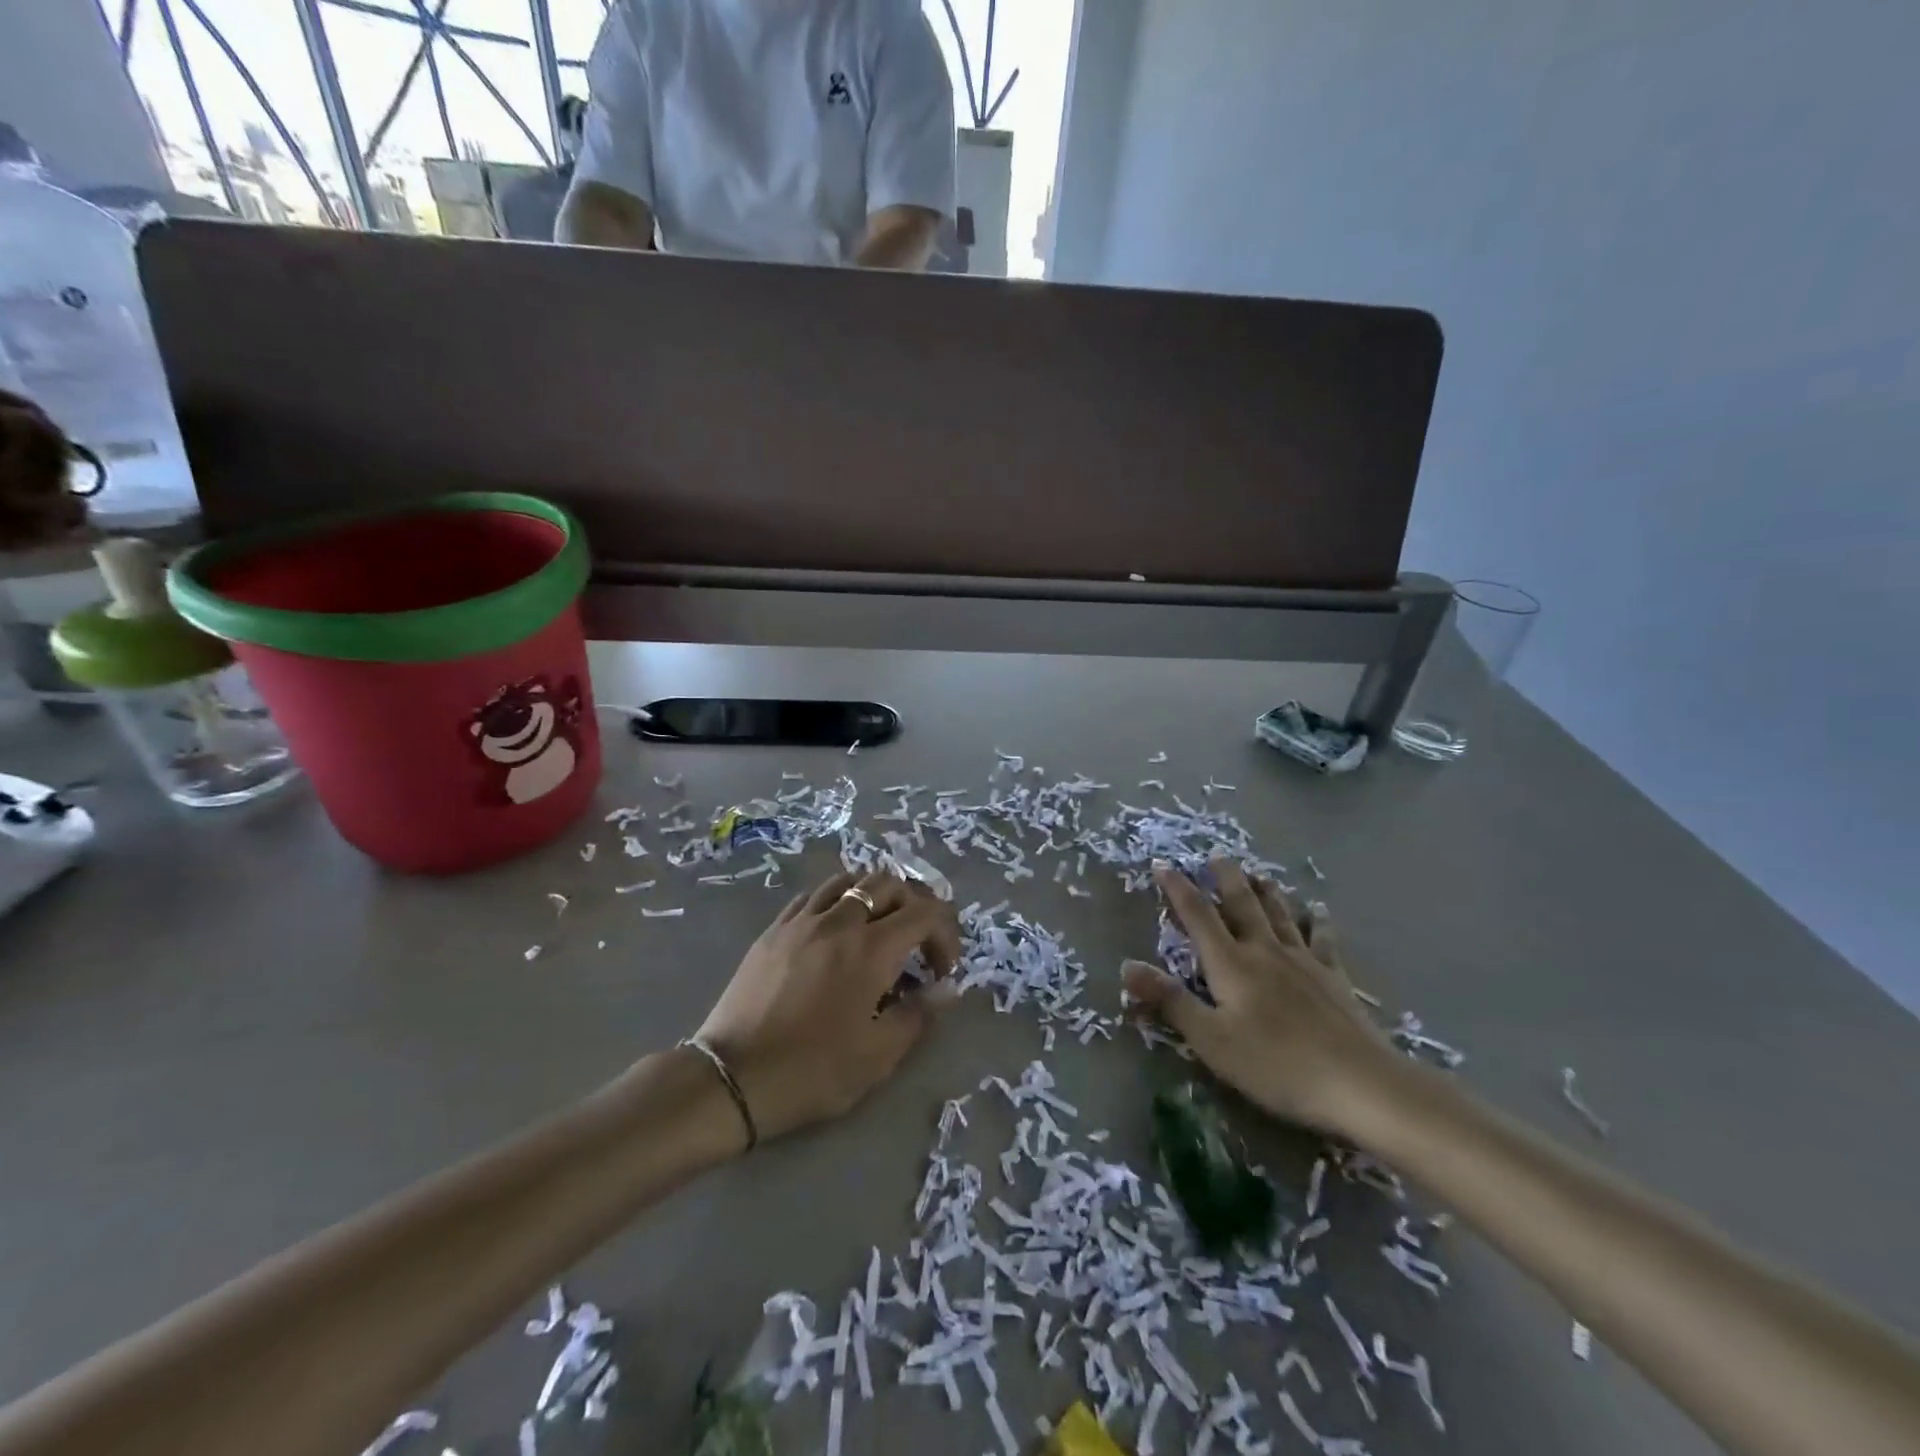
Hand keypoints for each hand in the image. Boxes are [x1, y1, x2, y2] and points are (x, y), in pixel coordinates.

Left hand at [695, 870, 960, 1141]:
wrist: (732, 1079)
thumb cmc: (812, 1071)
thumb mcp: (878, 1056)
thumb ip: (919, 1015)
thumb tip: (945, 988)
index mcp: (871, 949)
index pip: (925, 913)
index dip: (945, 934)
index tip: (943, 970)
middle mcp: (839, 921)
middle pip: (888, 884)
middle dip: (914, 906)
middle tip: (917, 943)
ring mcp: (801, 921)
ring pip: (848, 881)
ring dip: (874, 896)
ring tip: (878, 927)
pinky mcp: (774, 930)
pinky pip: (813, 897)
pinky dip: (836, 903)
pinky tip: (835, 931)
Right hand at [1123, 858, 1400, 1135]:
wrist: (1359, 1083)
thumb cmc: (1275, 1064)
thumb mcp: (1211, 1039)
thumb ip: (1169, 1000)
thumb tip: (1126, 965)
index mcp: (1230, 964)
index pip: (1197, 916)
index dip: (1177, 889)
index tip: (1162, 864)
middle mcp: (1264, 951)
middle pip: (1242, 904)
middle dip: (1226, 878)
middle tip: (1217, 855)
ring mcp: (1303, 961)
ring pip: (1279, 914)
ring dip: (1266, 891)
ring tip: (1259, 874)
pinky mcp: (1334, 978)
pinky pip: (1322, 940)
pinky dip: (1316, 922)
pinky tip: (1317, 912)